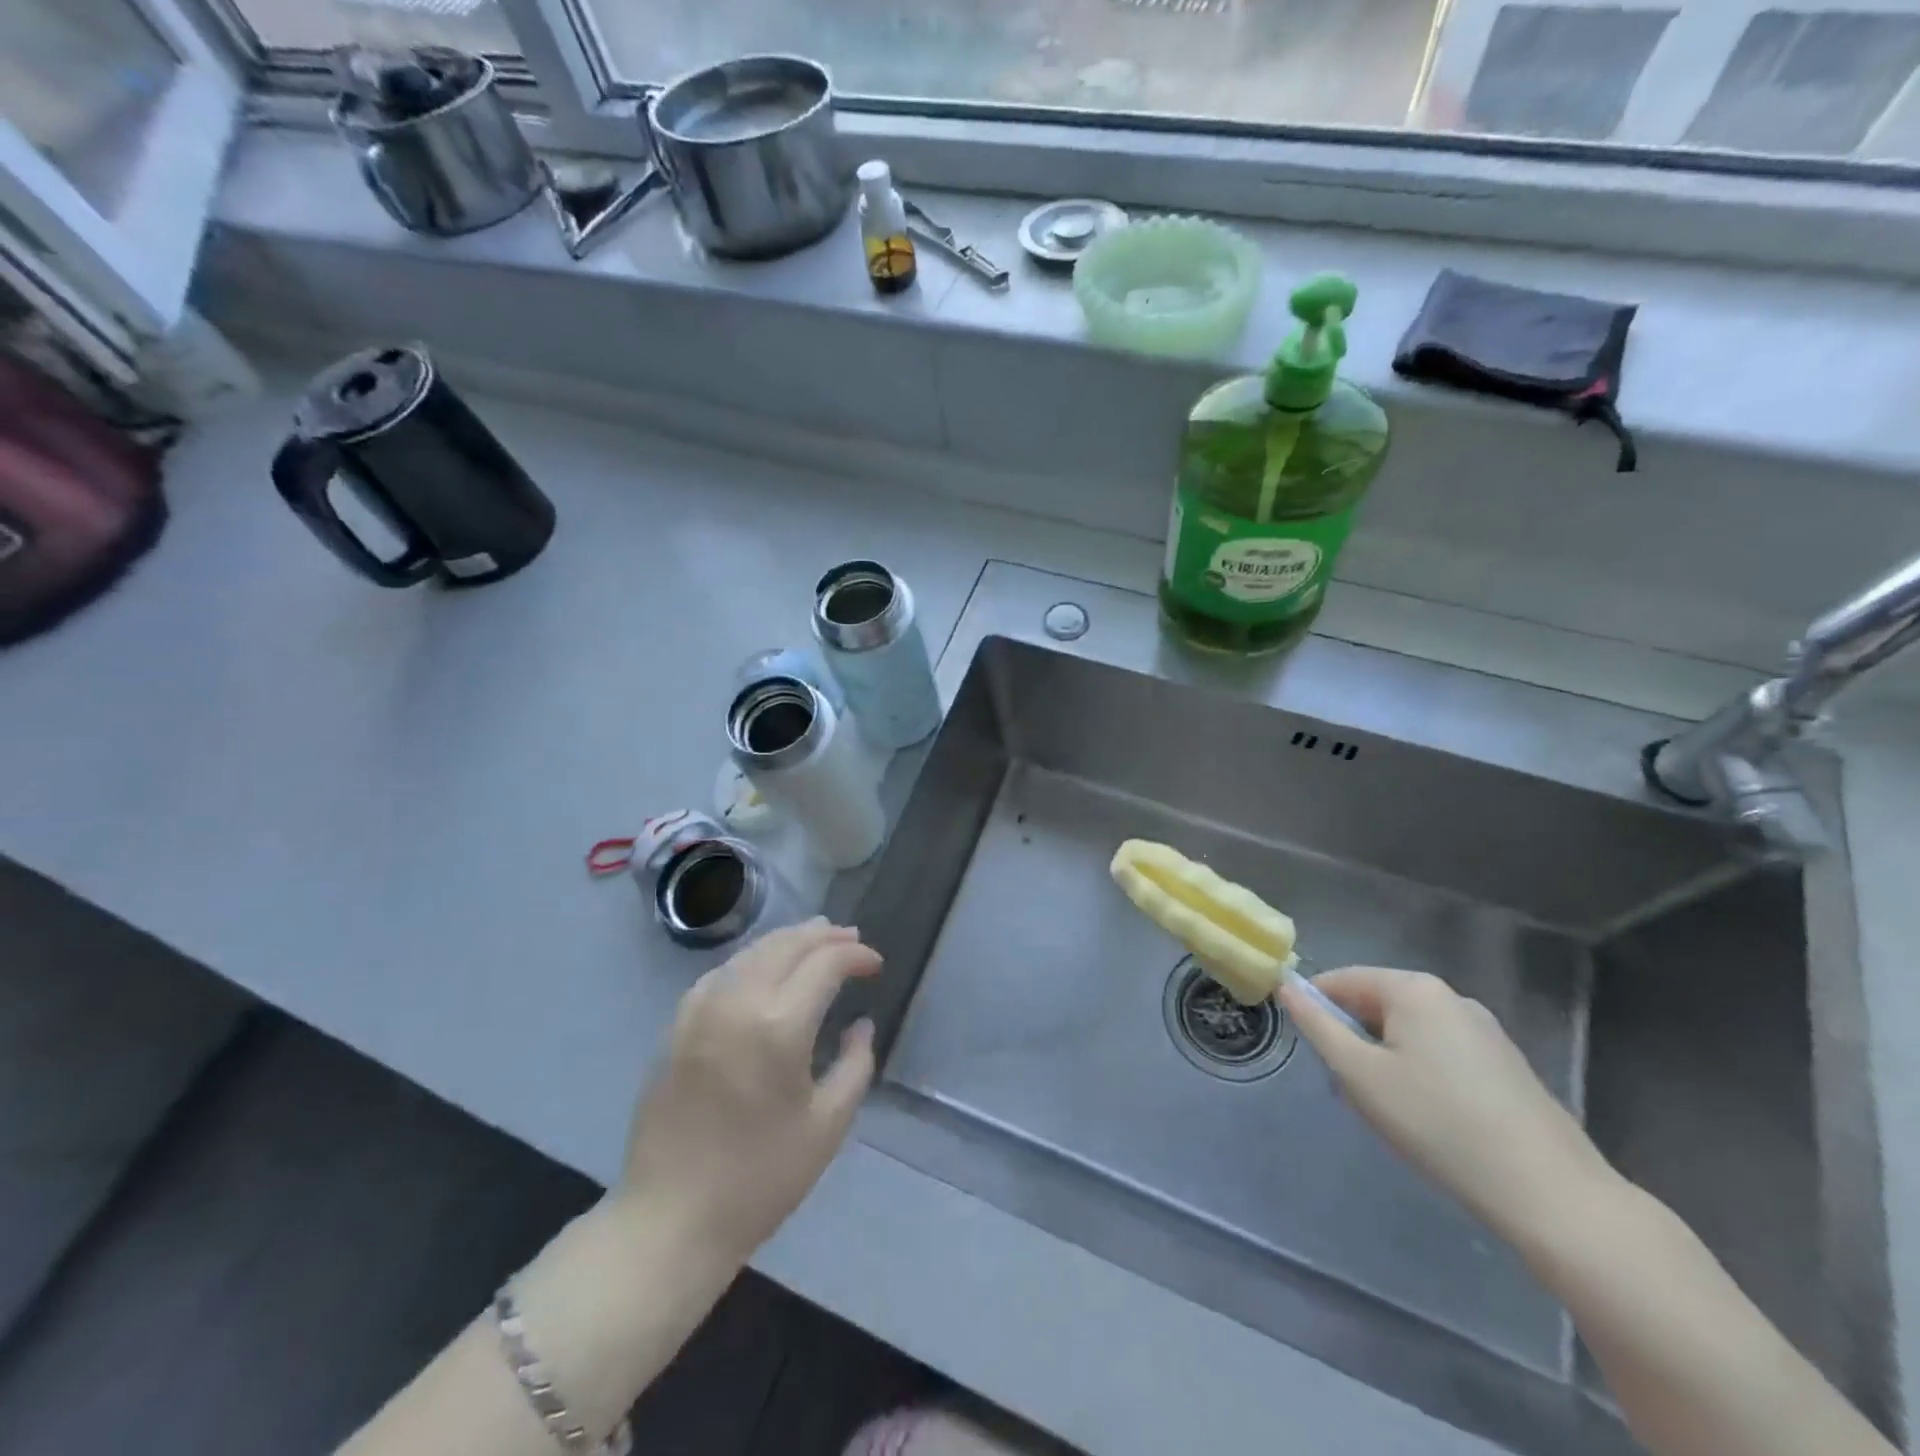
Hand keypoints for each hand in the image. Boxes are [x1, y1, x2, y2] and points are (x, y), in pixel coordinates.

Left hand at [615, 920, 880, 1263]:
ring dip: (788, 941)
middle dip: (824, 935)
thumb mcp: (828, 1125)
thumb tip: (861, 1025)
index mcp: (779, 1025)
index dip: (856, 955)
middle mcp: (737, 1002)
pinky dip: (751, 960)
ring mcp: (700, 1010)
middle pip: (786, 945)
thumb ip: (856, 1064)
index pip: (825, 963)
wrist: (671, 1219)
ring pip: (751, 952)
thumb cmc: (760, 1178)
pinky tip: (762, 969)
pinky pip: (721, 973)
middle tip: (851, 938)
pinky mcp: (676, 1026)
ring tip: (814, 940)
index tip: (875, 964)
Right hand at [1279, 965, 1618, 1246]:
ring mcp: (1484, 1030)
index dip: (1315, 1008)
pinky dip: (1420, 1074)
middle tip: (1349, 1089)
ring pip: (1409, 1032)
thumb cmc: (1437, 1124)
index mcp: (1413, 988)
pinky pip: (1442, 1053)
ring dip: (1385, 1060)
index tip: (1310, 1051)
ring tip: (1389, 1111)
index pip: (1341, 980)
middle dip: (1354, 1039)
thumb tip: (1286, 987)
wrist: (1550, 1193)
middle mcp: (1450, 997)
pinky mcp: (1506, 1064)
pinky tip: (1430, 1119)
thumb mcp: (1359, 1075)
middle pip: (1377, 1004)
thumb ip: (1317, 1026)